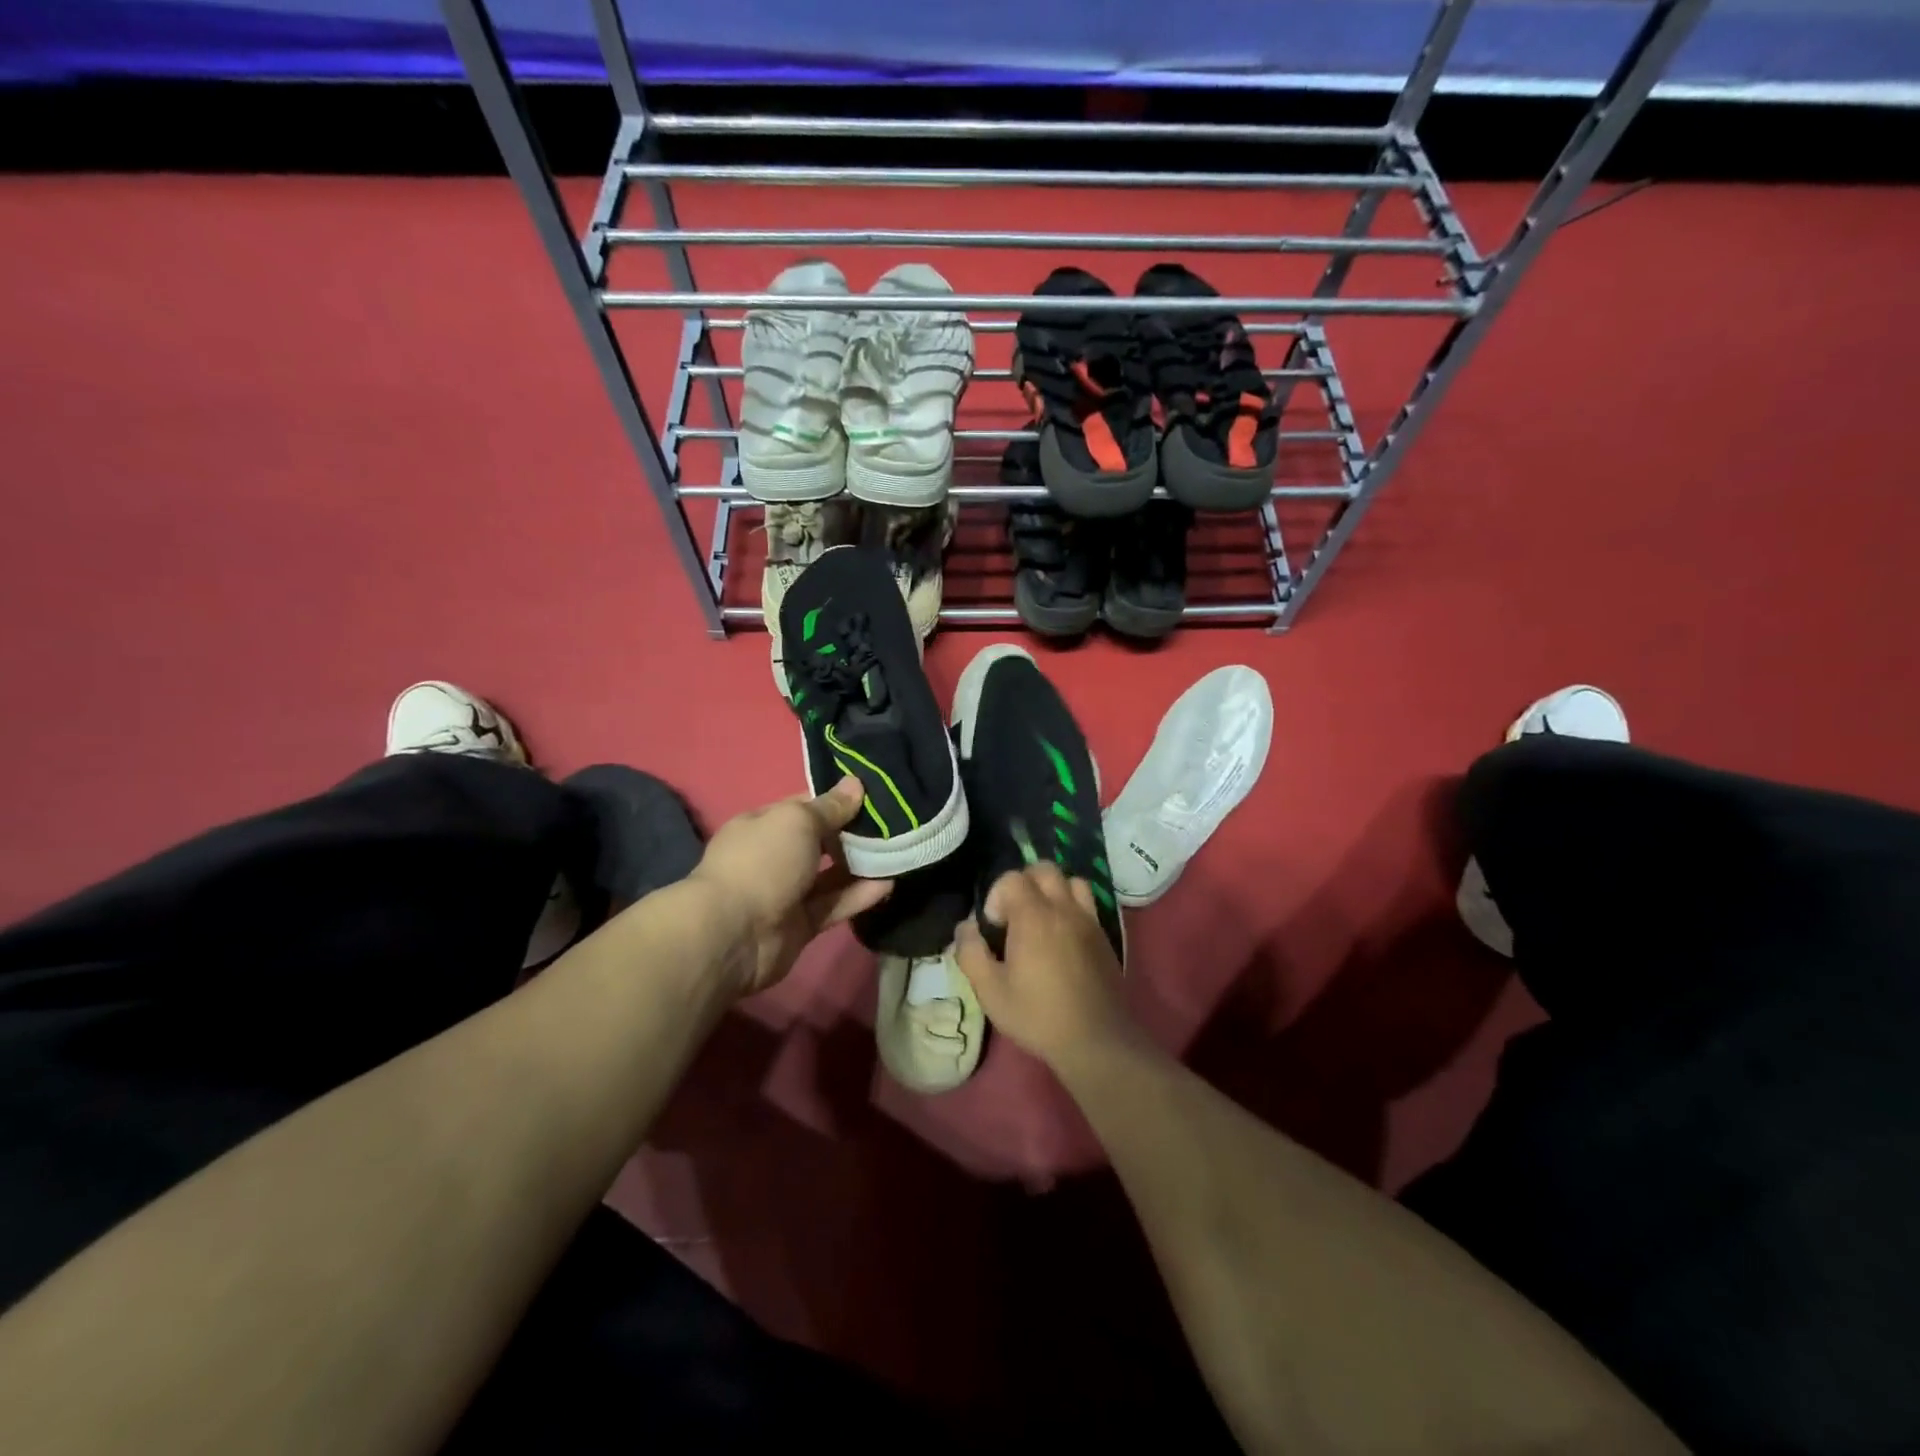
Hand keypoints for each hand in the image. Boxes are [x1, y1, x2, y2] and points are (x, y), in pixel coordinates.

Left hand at [690, 776, 891, 996]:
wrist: (734, 934)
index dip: (836, 800)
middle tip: (895, 824)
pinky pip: (834, 904)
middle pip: (820, 841)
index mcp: (764, 825)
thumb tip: (855, 784)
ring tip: (898, 853)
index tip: (873, 796)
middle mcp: (774, 856)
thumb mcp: (797, 822)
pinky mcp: (801, 924)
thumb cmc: (763, 862)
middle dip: (853, 834)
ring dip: (861, 866)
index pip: (804, 807)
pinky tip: (889, 883)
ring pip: (830, 875)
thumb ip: (830, 807)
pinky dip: (859, 895)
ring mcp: (786, 892)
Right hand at [956, 862, 1133, 1070]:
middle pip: (1044, 869)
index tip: (995, 928)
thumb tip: (966, 927)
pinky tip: (1062, 937)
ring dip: (1053, 891)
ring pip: (1071, 881)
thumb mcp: (990, 992)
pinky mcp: (1104, 935)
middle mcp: (1063, 908)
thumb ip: (971, 953)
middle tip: (1015, 917)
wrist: (1096, 1039)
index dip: (997, 896)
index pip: (1012, 878)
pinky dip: (1072, 906)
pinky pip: (1088, 903)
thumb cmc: (1038, 1015)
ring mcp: (1088, 920)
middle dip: (1024, 883)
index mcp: (1034, 917)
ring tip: (1041, 920)